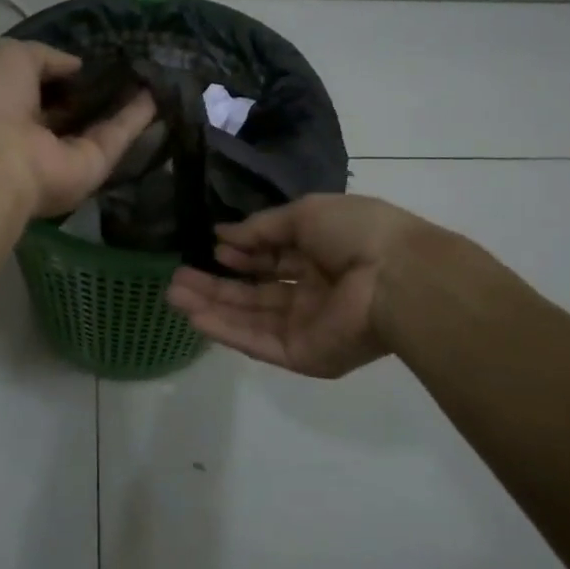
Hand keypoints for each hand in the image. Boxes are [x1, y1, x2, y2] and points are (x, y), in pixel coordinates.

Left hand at [0, 39, 154, 218]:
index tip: (92, 54)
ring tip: (152, 73)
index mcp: (6, 103)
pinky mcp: (92, 167)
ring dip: (123, 101)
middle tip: (130, 63)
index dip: (64, 70)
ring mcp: (64, 152)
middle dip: (97, 88)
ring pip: (98, 123)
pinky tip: (159, 92)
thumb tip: (77, 66)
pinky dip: (137, 117)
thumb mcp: (11, 55)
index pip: (40, 84)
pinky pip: (116, 137)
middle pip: (71, 108)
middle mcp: (35, 130)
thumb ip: (47, 56)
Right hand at [166, 194, 429, 376]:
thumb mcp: (304, 213)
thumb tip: (222, 233)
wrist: (396, 277)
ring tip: (173, 293)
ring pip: (249, 316)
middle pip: (255, 289)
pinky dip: (225, 329)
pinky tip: (194, 316)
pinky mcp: (301, 354)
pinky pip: (257, 341)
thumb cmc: (356, 233)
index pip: (272, 255)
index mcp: (320, 254)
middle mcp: (312, 291)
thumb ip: (261, 228)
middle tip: (177, 276)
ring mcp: (306, 325)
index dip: (242, 250)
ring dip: (211, 305)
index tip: (213, 244)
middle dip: (216, 282)